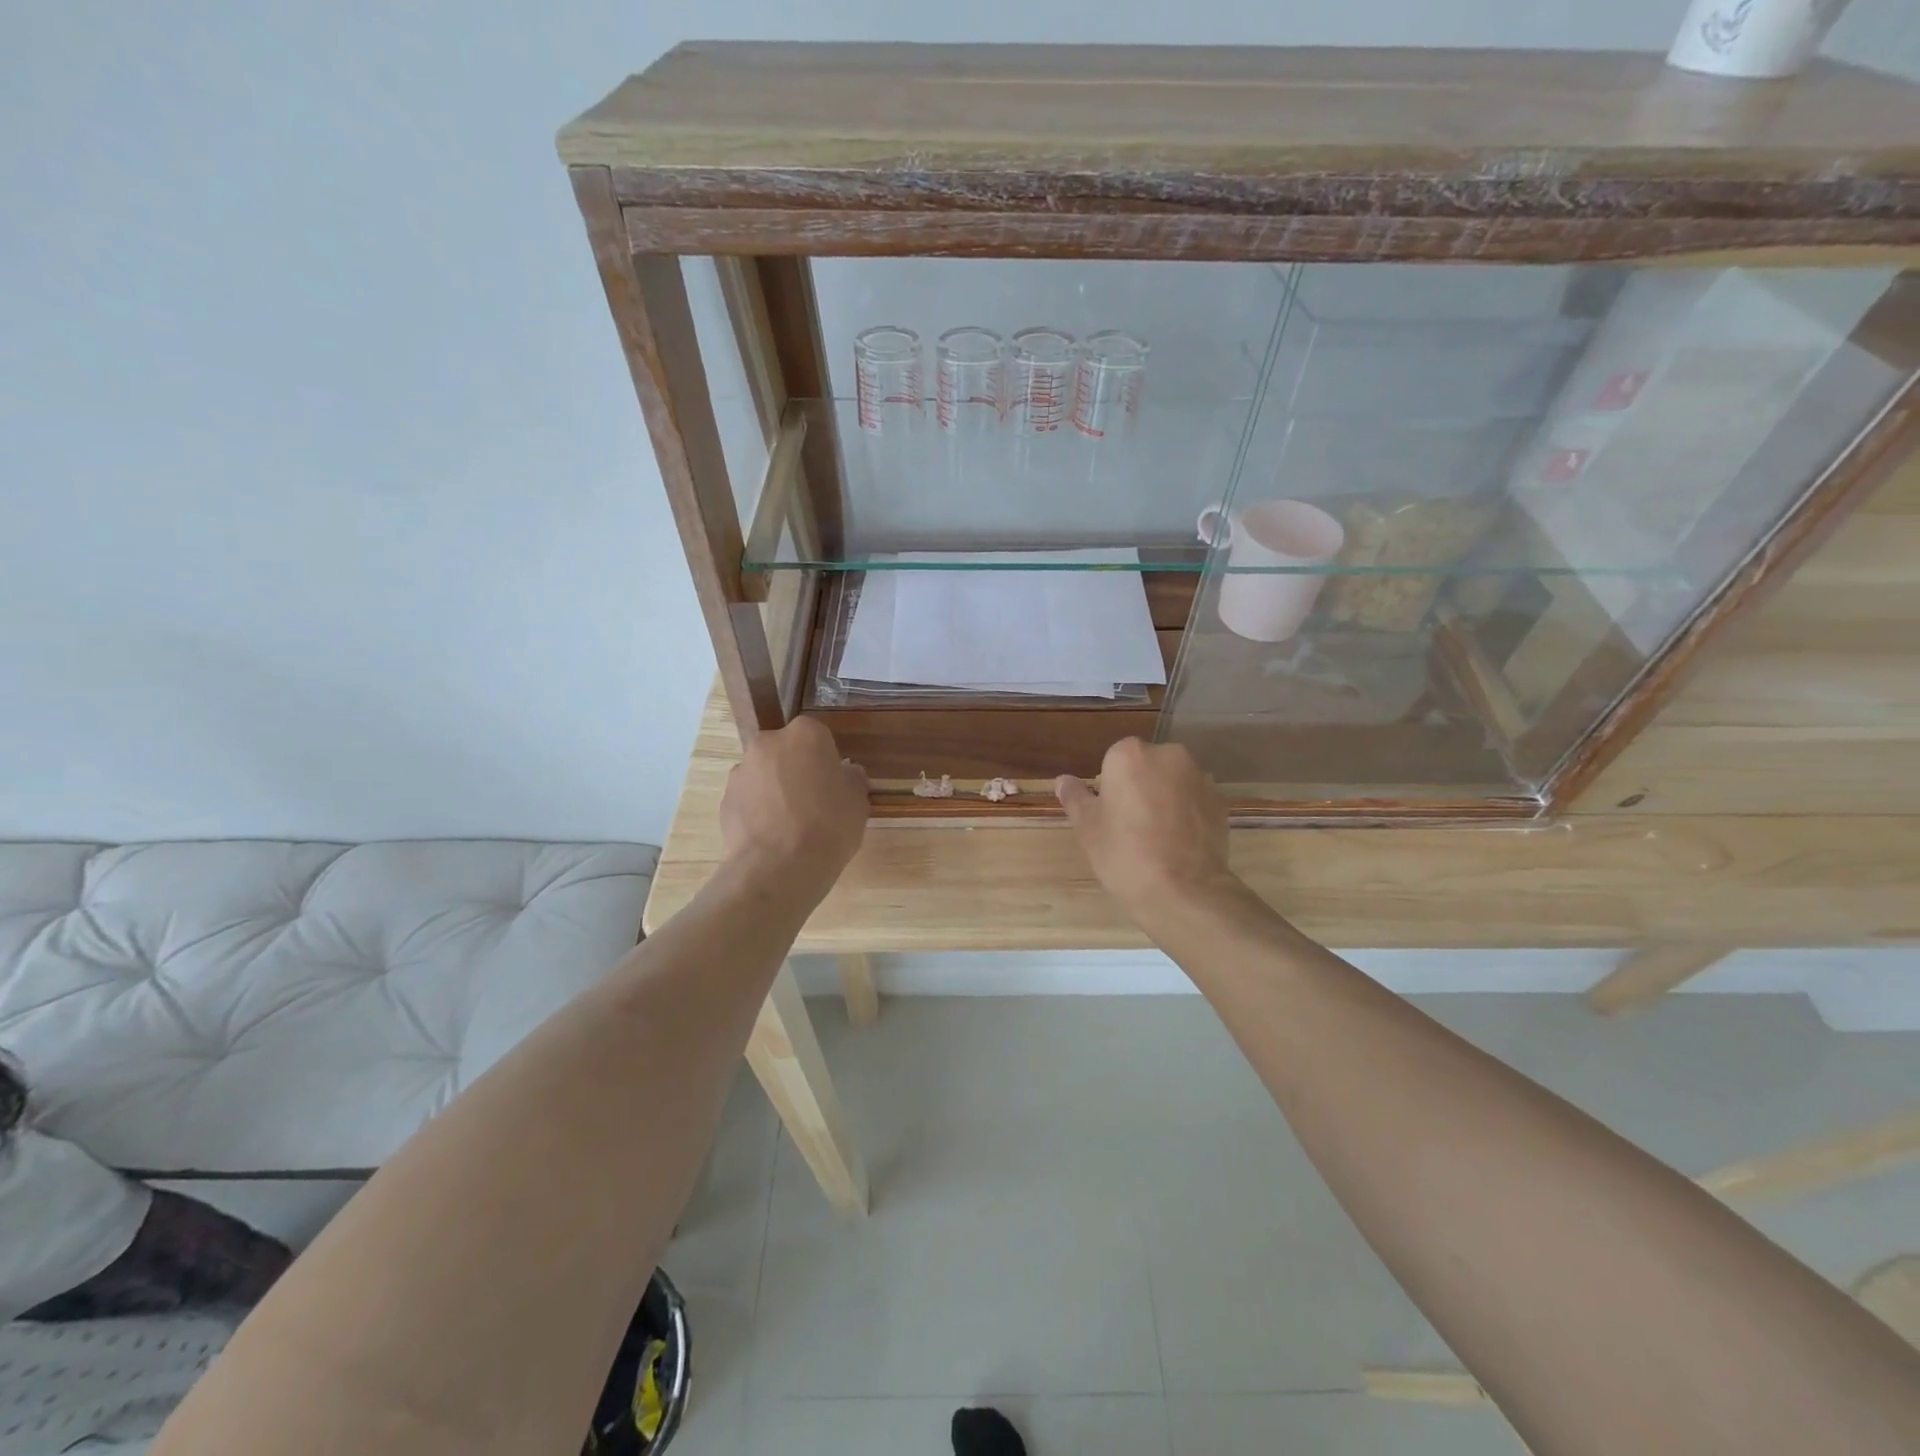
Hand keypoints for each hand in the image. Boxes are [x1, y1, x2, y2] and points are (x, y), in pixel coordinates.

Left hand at [720, 717, 869, 901]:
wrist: (777, 867)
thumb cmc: (828, 826)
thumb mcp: (858, 802)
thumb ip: (852, 779)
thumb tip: (845, 774)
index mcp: (805, 734)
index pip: (819, 737)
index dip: (827, 762)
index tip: (833, 786)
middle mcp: (768, 743)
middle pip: (787, 752)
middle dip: (797, 771)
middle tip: (813, 804)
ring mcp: (742, 771)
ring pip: (765, 775)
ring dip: (775, 791)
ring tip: (790, 826)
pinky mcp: (725, 799)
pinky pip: (749, 799)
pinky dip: (759, 812)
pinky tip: (772, 837)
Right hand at [1056, 738, 1234, 918]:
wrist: (1184, 891)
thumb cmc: (1124, 854)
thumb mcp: (1088, 828)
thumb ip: (1076, 798)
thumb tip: (1063, 780)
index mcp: (1130, 755)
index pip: (1114, 760)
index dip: (1110, 788)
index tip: (1110, 815)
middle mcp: (1168, 755)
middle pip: (1147, 765)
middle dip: (1140, 787)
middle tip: (1131, 826)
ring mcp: (1199, 777)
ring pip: (1173, 781)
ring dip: (1165, 798)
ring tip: (1159, 837)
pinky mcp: (1221, 801)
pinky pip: (1194, 800)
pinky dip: (1187, 813)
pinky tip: (1180, 843)